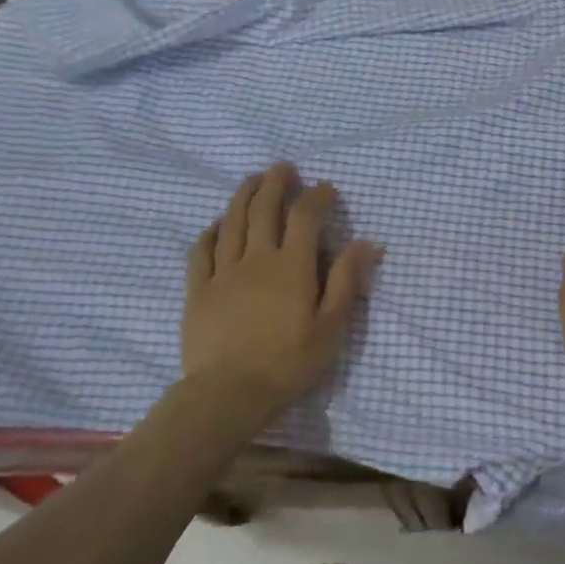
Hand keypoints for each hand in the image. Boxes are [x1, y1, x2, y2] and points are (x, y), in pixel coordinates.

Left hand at [182, 163, 379, 421]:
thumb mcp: (330, 327)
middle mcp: (256, 258)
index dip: (316, 196)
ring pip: (232, 221)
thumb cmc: (287, 363)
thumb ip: (346, 281)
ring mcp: (223, 272)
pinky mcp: (198, 290)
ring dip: (243, 195)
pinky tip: (217, 224)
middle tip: (283, 168)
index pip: (304, 216)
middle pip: (264, 208)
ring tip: (252, 180)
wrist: (227, 395)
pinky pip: (201, 250)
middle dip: (275, 182)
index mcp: (291, 266)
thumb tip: (366, 243)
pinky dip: (211, 230)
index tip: (326, 188)